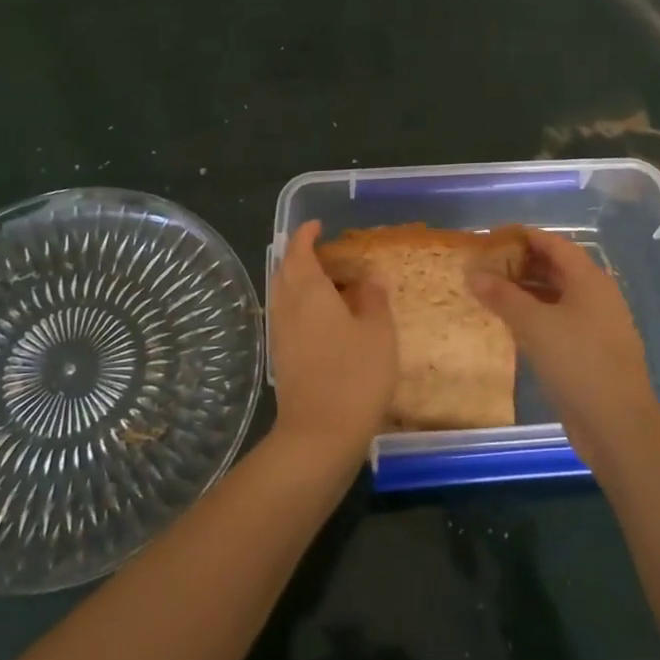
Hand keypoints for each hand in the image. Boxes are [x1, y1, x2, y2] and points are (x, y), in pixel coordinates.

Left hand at [267, 221, 398, 462]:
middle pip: (285, 269)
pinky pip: (287, 315)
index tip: (317, 225)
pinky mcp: (280, 355)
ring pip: (284, 293)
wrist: (320, 433)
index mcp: (308, 291)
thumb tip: (368, 278)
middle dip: (302, 256)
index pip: (299, 250)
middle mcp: (287, 305)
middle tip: (329, 254)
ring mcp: (280, 332)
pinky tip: (324, 318)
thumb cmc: (355, 375)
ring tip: (330, 284)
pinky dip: (301, 304)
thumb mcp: (379, 333)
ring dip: (301, 281)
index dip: (306, 235)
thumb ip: (373, 299)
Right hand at [472, 228, 659, 467]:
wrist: (618, 425)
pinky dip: (535, 316)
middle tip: (485, 265)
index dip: (523, 237)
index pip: (554, 244)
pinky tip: (511, 325)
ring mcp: (596, 325)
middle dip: (521, 263)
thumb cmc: (578, 363)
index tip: (490, 238)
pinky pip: (558, 321)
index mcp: (590, 280)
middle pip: (556, 268)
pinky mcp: (590, 351)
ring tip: (491, 292)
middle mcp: (596, 296)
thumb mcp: (534, 325)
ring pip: (556, 296)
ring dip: (526, 291)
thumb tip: (473, 272)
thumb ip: (503, 296)